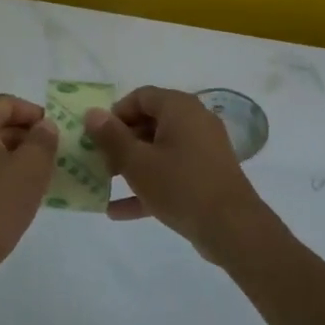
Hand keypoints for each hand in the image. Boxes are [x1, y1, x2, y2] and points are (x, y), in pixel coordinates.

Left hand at [0, 95, 57, 287]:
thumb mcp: (30, 168)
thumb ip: (43, 140)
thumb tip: (45, 126)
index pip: (5, 103)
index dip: (33, 112)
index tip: (55, 132)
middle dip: (28, 135)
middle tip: (55, 153)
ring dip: (19, 156)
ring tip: (45, 173)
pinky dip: (6, 173)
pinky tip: (25, 193)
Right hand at [83, 86, 266, 252]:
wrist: (232, 228)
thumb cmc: (180, 185)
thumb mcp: (137, 162)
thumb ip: (111, 137)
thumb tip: (92, 113)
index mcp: (180, 108)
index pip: (141, 96)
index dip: (115, 114)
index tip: (97, 137)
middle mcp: (195, 122)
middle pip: (149, 123)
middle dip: (121, 142)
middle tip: (99, 161)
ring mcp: (203, 150)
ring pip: (159, 150)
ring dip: (131, 165)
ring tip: (105, 183)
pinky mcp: (207, 176)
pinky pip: (172, 173)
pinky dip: (149, 185)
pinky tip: (118, 211)